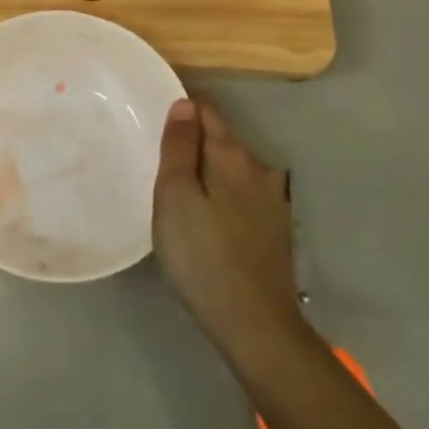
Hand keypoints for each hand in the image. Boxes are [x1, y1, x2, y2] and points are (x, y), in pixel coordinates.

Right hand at [153, 97, 308, 369]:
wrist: (255, 324)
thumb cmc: (202, 256)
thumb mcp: (175, 197)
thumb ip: (180, 147)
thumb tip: (184, 103)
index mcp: (232, 155)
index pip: (207, 110)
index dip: (182, 106)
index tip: (154, 114)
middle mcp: (259, 168)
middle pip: (221, 138)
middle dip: (193, 140)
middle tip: (158, 157)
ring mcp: (272, 200)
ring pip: (232, 168)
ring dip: (208, 170)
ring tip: (178, 188)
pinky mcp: (274, 228)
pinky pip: (241, 194)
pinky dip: (221, 194)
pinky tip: (207, 217)